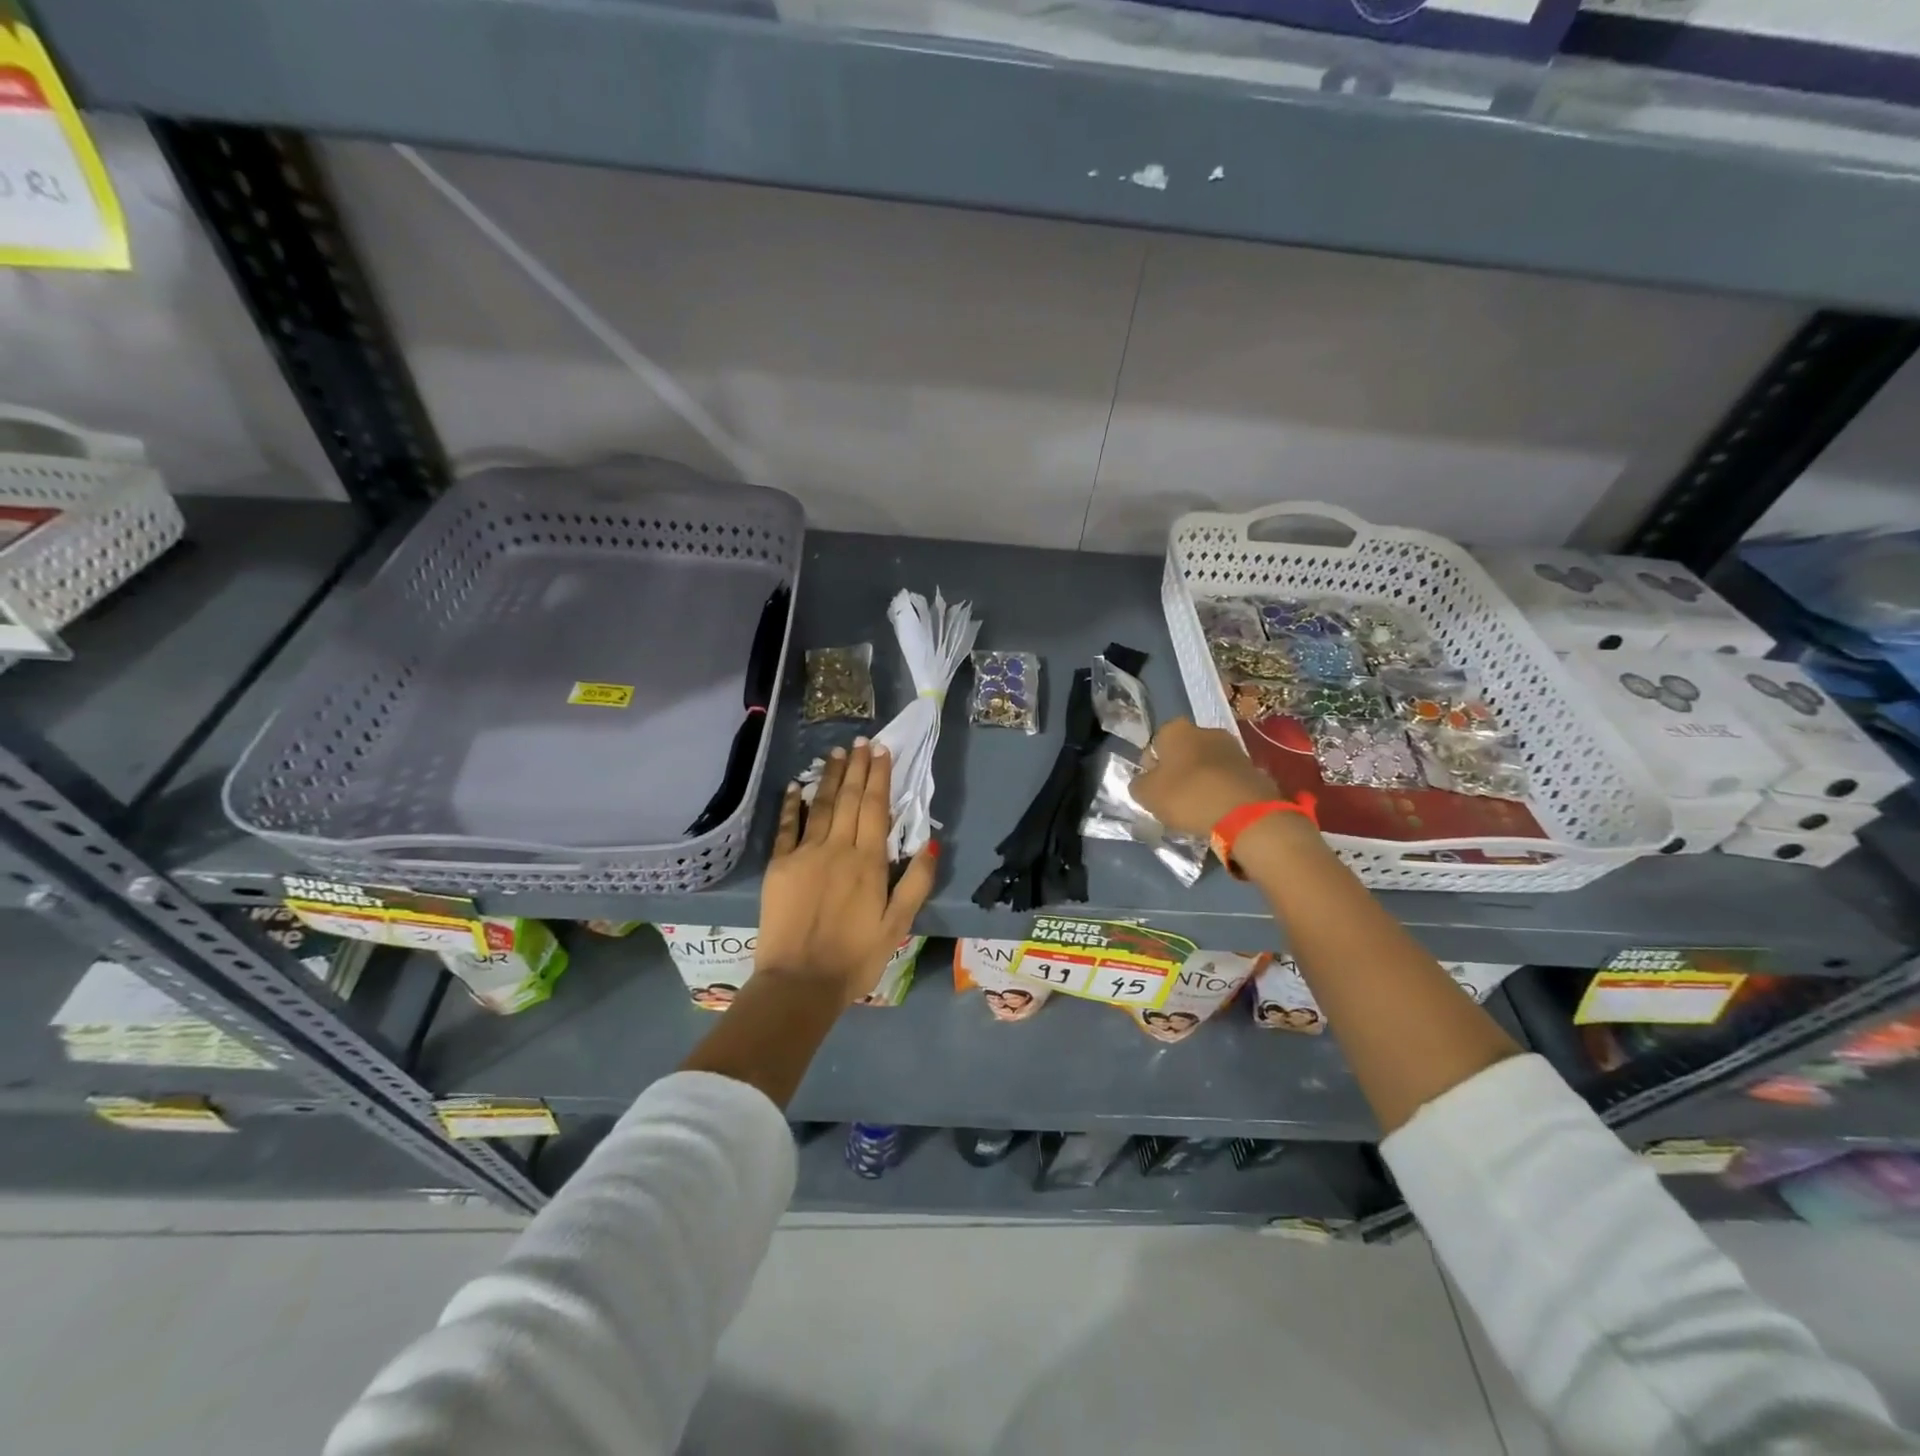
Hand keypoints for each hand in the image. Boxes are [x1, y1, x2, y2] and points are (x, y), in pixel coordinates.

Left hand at [757, 741, 937, 1002]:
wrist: (799, 983)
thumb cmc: (855, 957)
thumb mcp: (898, 925)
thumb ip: (916, 882)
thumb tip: (931, 842)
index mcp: (868, 862)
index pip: (875, 807)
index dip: (879, 776)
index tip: (882, 750)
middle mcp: (837, 848)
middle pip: (848, 799)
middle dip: (856, 767)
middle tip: (861, 741)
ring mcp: (804, 854)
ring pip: (819, 806)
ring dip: (828, 777)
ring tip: (835, 753)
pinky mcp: (779, 866)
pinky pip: (786, 827)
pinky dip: (791, 804)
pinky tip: (795, 786)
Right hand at [1130, 717, 1278, 836]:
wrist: (1245, 814)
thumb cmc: (1187, 796)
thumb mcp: (1146, 794)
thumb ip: (1139, 784)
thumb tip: (1144, 782)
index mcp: (1176, 730)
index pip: (1156, 743)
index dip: (1152, 766)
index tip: (1154, 788)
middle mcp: (1206, 731)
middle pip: (1184, 752)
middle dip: (1179, 771)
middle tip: (1174, 798)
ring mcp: (1234, 748)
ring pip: (1207, 765)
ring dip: (1202, 780)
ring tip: (1198, 807)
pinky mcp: (1254, 769)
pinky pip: (1228, 779)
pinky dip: (1222, 790)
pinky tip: (1218, 810)